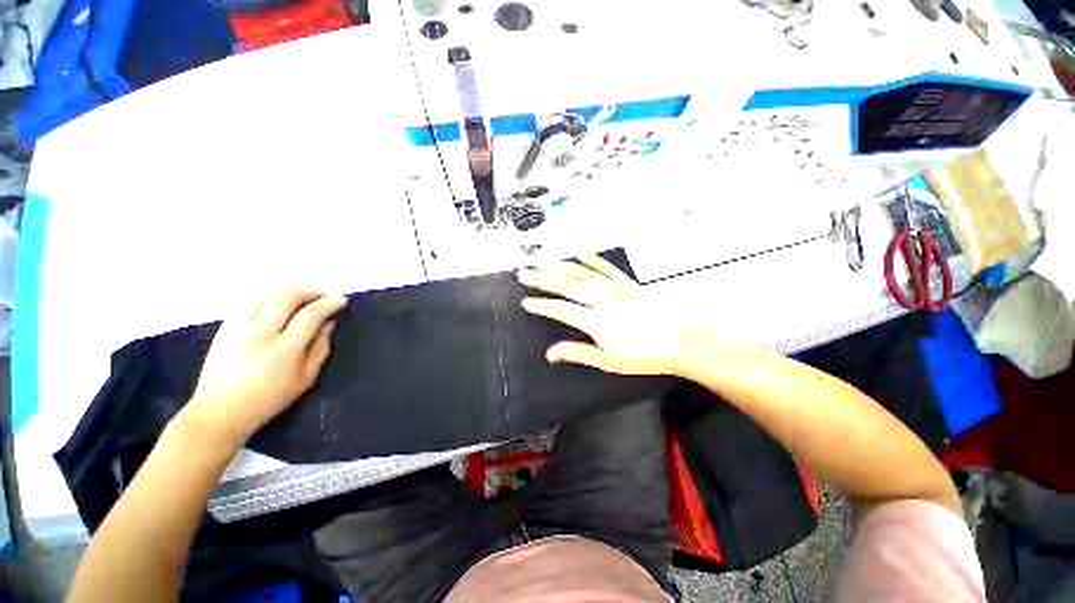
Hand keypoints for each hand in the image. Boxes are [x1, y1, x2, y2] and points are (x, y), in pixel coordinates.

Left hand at [184, 289, 347, 446]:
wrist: (218, 411)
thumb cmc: (268, 400)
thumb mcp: (305, 380)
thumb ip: (321, 349)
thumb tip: (329, 324)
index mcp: (283, 351)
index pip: (310, 315)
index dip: (329, 303)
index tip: (341, 300)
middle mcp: (259, 334)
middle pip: (287, 296)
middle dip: (311, 290)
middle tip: (324, 294)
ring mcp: (238, 327)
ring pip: (266, 292)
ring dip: (289, 289)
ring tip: (303, 295)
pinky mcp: (225, 326)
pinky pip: (248, 299)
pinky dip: (268, 293)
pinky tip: (278, 300)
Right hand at [518, 256, 710, 375]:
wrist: (680, 339)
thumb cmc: (643, 355)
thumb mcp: (608, 361)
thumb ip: (577, 353)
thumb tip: (550, 353)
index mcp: (595, 320)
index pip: (561, 309)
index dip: (541, 305)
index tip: (525, 301)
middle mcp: (601, 299)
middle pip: (566, 285)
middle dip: (542, 278)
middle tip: (524, 273)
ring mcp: (615, 287)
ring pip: (581, 272)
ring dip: (559, 265)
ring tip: (542, 260)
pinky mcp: (627, 282)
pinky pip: (605, 266)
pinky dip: (590, 259)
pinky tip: (579, 254)